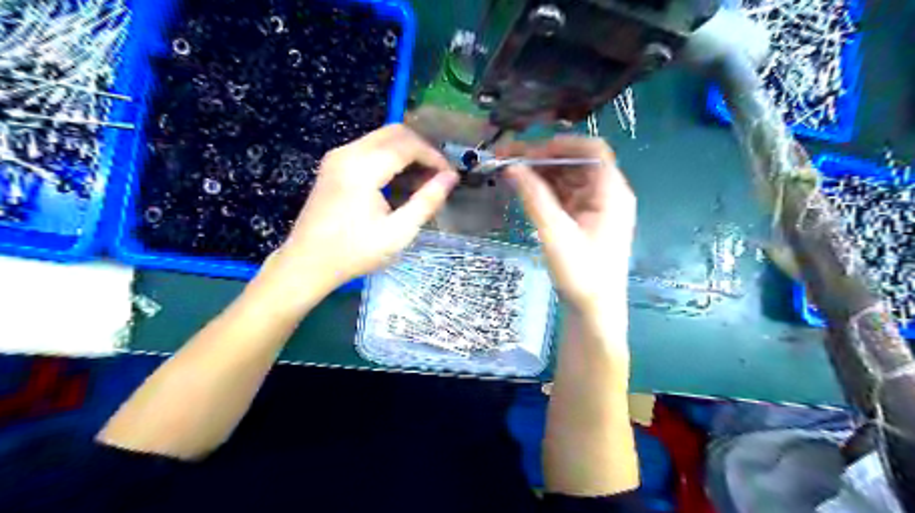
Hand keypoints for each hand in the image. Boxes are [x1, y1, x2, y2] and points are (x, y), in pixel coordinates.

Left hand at [267, 123, 461, 295]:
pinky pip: (369, 149)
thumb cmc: (354, 252)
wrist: (307, 262)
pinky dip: (390, 159)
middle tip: (438, 176)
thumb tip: (451, 178)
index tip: (450, 176)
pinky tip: (399, 183)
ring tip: (423, 182)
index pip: (408, 145)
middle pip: (395, 132)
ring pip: (382, 138)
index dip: (434, 157)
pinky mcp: (334, 164)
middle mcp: (348, 152)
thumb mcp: (398, 233)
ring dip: (407, 153)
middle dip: (422, 150)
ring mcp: (338, 156)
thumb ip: (426, 202)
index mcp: (362, 168)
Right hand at [499, 135, 637, 311]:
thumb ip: (534, 196)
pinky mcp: (584, 220)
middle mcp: (606, 194)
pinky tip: (523, 189)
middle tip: (507, 158)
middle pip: (576, 162)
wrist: (593, 310)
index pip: (592, 150)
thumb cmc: (581, 273)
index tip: (529, 151)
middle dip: (543, 157)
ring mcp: (595, 207)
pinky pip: (563, 195)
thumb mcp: (555, 233)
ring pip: (567, 178)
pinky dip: (544, 190)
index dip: (561, 144)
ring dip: (540, 173)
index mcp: (611, 192)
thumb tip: (511, 166)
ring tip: (509, 171)